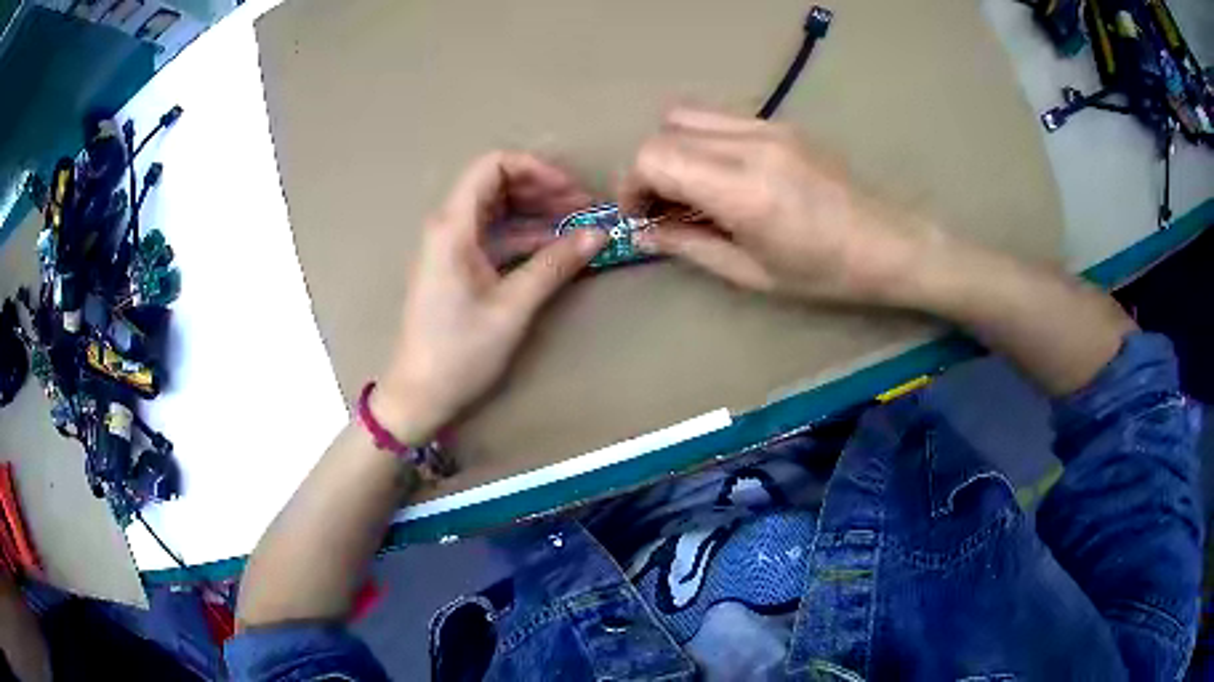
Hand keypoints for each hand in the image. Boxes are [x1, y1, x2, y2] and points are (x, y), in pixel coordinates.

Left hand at [372, 151, 606, 441]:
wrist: (419, 395)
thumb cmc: (459, 352)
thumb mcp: (512, 307)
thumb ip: (555, 265)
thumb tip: (598, 234)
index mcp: (453, 226)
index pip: (493, 166)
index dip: (536, 170)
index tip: (570, 191)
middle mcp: (448, 226)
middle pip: (497, 184)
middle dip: (542, 190)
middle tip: (583, 209)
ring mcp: (451, 247)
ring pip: (498, 211)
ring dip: (537, 213)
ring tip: (578, 228)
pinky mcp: (457, 267)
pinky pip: (494, 237)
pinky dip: (525, 238)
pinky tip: (555, 250)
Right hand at [621, 108, 927, 302]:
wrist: (891, 243)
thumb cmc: (826, 273)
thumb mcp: (752, 273)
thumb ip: (689, 245)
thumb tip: (644, 233)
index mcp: (743, 188)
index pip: (655, 156)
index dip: (632, 185)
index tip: (640, 216)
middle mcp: (751, 143)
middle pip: (665, 128)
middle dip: (649, 167)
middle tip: (662, 206)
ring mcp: (769, 126)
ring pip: (689, 115)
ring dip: (675, 149)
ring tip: (691, 189)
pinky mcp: (782, 124)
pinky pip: (721, 119)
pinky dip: (703, 142)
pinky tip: (723, 177)